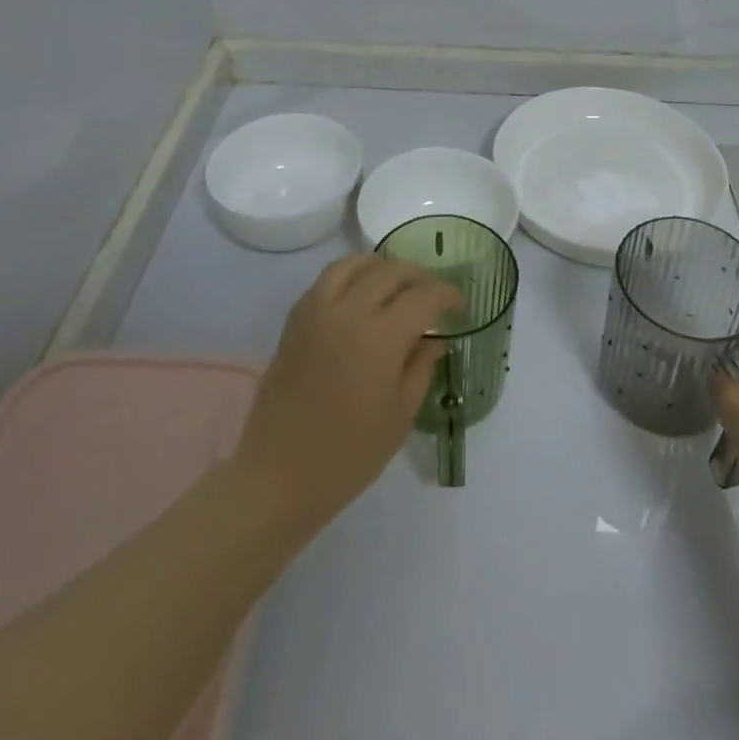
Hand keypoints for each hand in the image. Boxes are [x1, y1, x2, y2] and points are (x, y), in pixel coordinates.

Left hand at [232, 254, 462, 529]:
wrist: (278, 474)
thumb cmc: (348, 456)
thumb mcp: (399, 416)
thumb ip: (421, 368)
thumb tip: (436, 339)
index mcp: (380, 338)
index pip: (423, 296)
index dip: (447, 294)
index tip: (459, 304)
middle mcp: (348, 312)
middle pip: (390, 272)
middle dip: (419, 276)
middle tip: (433, 292)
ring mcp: (317, 311)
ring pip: (353, 264)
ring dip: (381, 266)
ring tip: (396, 281)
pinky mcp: (295, 320)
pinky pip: (325, 280)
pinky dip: (349, 275)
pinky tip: (359, 293)